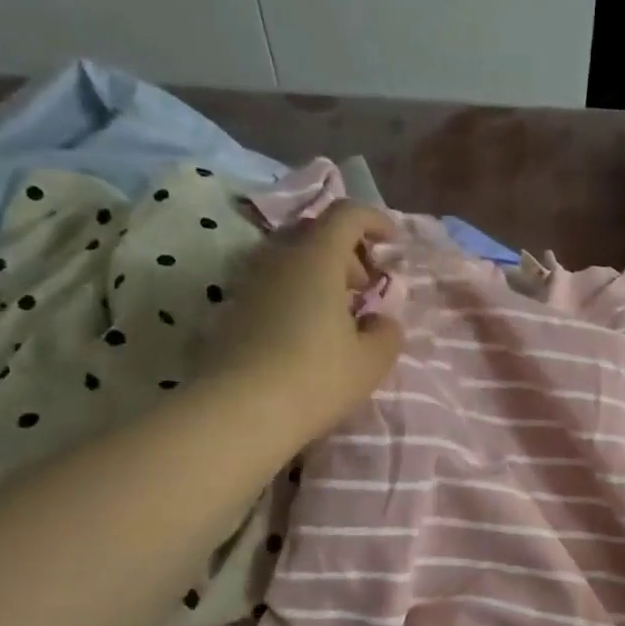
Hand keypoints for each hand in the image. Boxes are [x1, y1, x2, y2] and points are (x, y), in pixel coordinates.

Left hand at [199, 201, 404, 439]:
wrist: (239, 410)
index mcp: (317, 258)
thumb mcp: (371, 361)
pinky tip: (307, 331)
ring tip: (337, 312)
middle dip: (346, 251)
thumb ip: (386, 333)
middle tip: (365, 286)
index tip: (392, 241)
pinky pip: (273, 284)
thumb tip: (382, 321)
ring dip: (319, 274)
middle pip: (315, 232)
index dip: (374, 220)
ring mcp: (249, 282)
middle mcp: (278, 258)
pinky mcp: (232, 309)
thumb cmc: (317, 378)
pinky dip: (296, 293)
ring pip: (290, 259)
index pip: (346, 215)